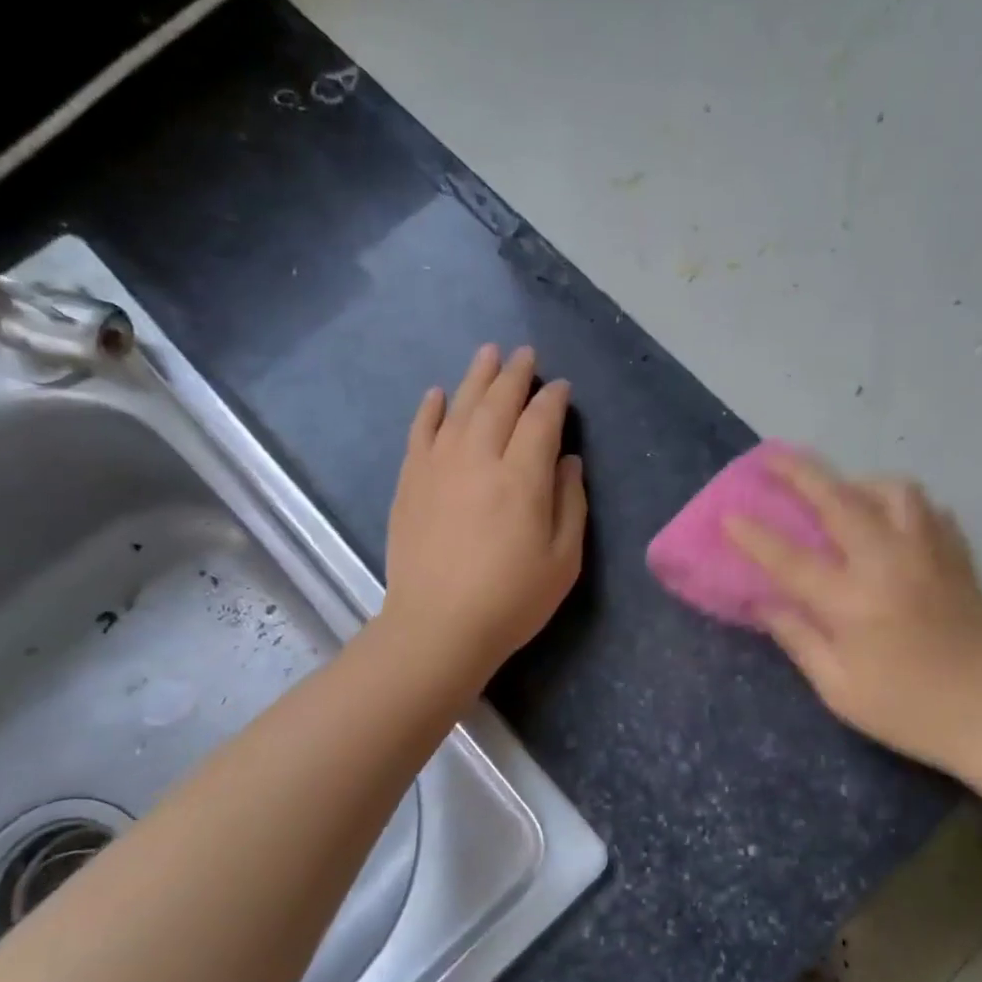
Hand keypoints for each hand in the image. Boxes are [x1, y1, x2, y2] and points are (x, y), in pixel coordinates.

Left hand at [383, 344, 586, 682]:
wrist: (438, 627)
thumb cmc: (511, 599)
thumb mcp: (563, 560)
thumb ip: (571, 503)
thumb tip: (566, 460)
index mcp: (523, 478)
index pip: (540, 421)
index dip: (553, 400)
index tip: (560, 388)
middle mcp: (480, 459)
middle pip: (498, 403)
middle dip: (515, 375)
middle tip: (525, 354)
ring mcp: (439, 467)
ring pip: (460, 407)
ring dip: (476, 377)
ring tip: (489, 354)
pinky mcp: (411, 482)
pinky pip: (420, 432)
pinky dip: (430, 409)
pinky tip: (437, 394)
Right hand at [724, 451, 981, 769]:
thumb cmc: (909, 711)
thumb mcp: (839, 688)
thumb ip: (797, 638)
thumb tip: (762, 603)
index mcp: (854, 601)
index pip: (791, 558)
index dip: (754, 535)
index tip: (728, 515)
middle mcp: (889, 562)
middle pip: (839, 500)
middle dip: (799, 473)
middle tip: (771, 459)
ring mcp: (929, 552)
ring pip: (891, 490)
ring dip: (856, 482)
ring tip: (839, 494)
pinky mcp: (957, 555)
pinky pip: (925, 508)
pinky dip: (898, 503)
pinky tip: (887, 520)